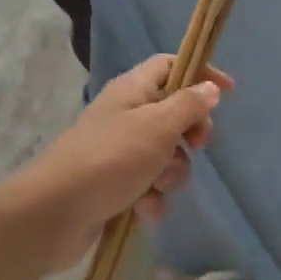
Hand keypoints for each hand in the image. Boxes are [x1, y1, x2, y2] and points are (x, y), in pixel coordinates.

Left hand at [0, 54, 232, 274]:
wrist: (53, 214)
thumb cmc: (110, 159)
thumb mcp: (157, 126)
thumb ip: (188, 106)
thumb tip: (209, 89)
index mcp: (132, 90)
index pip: (170, 65)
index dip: (200, 74)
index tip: (228, 94)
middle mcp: (124, 115)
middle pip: (173, 113)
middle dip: (189, 133)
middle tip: (197, 145)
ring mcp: (118, 151)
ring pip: (165, 154)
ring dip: (170, 172)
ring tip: (155, 185)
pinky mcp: (113, 185)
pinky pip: (148, 185)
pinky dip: (152, 197)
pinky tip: (144, 209)